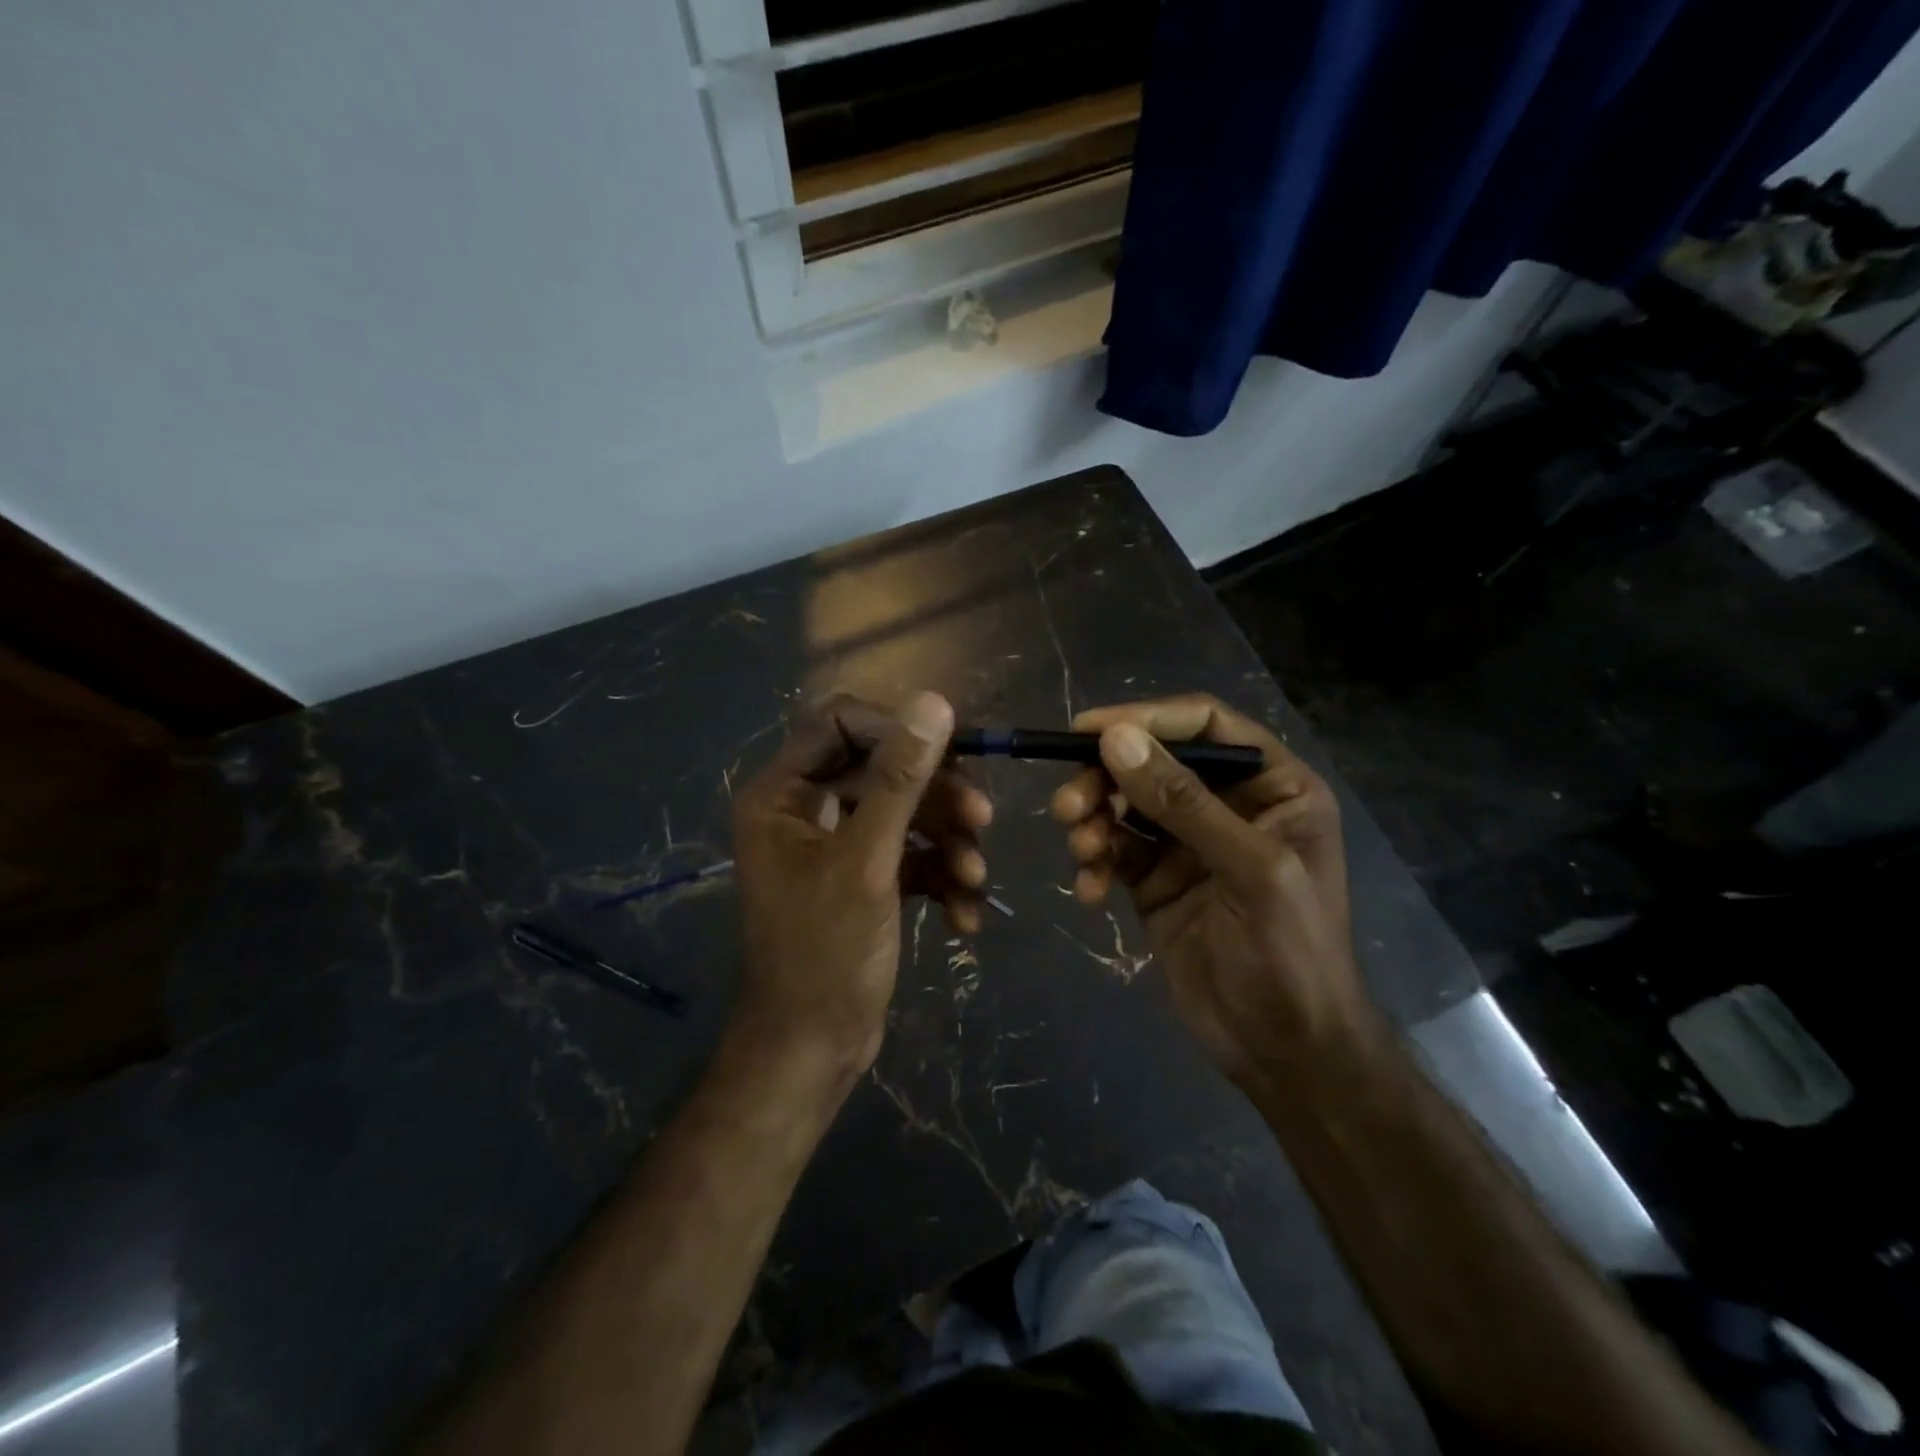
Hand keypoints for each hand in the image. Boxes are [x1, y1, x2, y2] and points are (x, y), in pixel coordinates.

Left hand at [731, 692, 989, 1084]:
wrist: (814, 1051)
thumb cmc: (826, 953)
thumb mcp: (868, 861)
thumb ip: (901, 779)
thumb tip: (934, 702)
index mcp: (784, 794)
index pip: (842, 724)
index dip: (899, 731)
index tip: (953, 753)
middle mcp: (805, 810)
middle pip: (884, 770)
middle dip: (936, 797)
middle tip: (982, 821)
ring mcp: (836, 846)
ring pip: (905, 815)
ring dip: (947, 843)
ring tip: (975, 879)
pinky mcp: (864, 879)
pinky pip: (910, 856)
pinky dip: (939, 878)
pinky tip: (964, 916)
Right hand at [1051, 694, 1366, 1082]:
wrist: (1284, 1051)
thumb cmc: (1290, 955)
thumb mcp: (1249, 871)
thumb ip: (1183, 803)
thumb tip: (1115, 739)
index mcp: (1273, 786)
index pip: (1205, 724)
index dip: (1146, 718)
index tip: (1087, 730)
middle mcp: (1229, 804)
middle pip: (1153, 762)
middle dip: (1105, 779)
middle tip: (1067, 806)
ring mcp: (1188, 843)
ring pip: (1125, 804)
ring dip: (1094, 820)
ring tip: (1081, 850)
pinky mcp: (1156, 879)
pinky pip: (1114, 851)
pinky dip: (1095, 862)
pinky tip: (1089, 890)